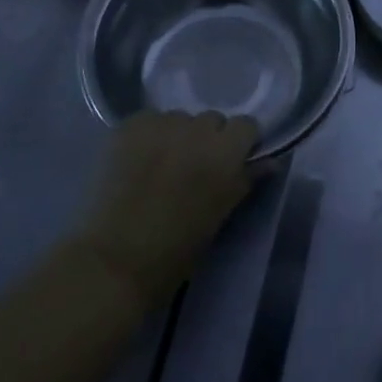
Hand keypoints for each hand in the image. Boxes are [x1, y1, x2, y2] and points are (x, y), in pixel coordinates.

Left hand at [76, 111, 259, 309]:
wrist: (112, 261)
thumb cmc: (174, 252)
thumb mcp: (218, 218)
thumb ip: (243, 182)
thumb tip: (268, 163)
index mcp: (225, 154)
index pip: (246, 125)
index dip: (239, 143)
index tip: (230, 163)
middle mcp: (198, 130)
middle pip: (212, 119)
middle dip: (207, 139)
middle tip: (192, 169)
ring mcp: (162, 124)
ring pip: (179, 119)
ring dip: (177, 136)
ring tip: (159, 166)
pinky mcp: (130, 125)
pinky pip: (149, 120)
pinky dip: (147, 135)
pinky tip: (136, 161)